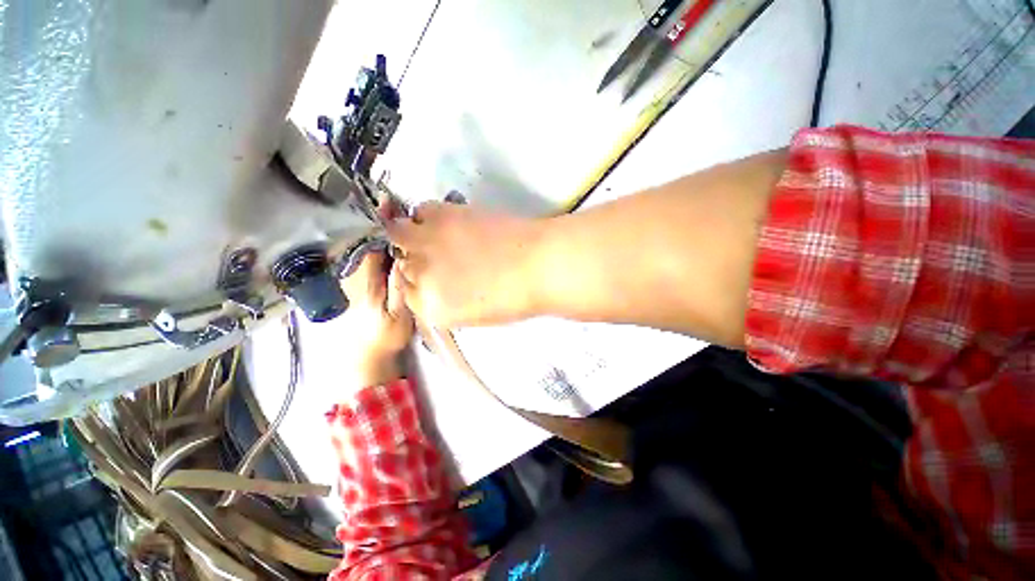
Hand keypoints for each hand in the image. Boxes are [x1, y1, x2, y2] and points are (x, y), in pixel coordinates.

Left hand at [339, 207, 414, 386]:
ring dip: (375, 226)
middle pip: (363, 239)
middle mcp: (354, 273)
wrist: (367, 351)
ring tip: (391, 208)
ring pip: (362, 244)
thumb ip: (400, 288)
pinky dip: (373, 239)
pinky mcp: (358, 280)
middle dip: (377, 219)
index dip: (378, 223)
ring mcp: (354, 276)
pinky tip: (386, 232)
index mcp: (364, 280)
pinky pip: (365, 253)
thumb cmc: (385, 335)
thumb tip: (403, 259)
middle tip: (393, 199)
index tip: (387, 202)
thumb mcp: (399, 315)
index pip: (369, 244)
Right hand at [386, 202, 543, 327]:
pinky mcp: (443, 215)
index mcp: (432, 308)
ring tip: (433, 233)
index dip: (420, 283)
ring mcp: (429, 243)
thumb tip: (439, 283)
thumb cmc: (515, 297)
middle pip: (402, 263)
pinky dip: (427, 215)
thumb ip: (448, 301)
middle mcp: (422, 276)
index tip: (433, 276)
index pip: (408, 294)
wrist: (539, 265)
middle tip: (436, 255)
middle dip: (414, 260)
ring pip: (399, 233)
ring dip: (411, 232)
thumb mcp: (476, 313)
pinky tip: (444, 220)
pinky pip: (421, 211)